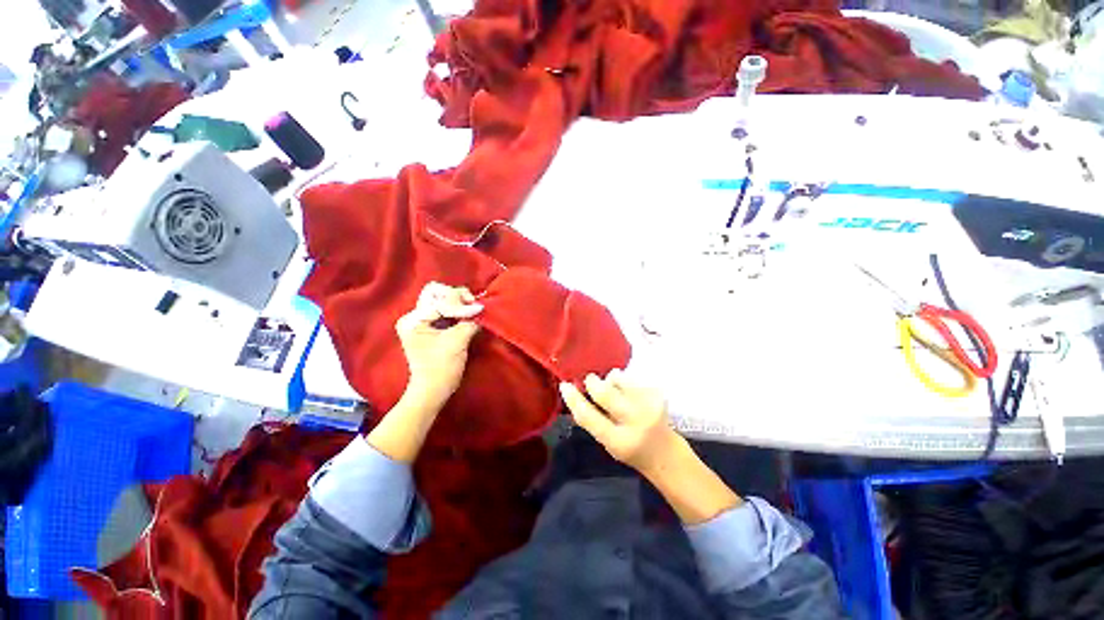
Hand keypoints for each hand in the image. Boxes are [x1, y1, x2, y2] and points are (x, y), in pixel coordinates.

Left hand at [396, 282, 482, 406]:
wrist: (433, 390)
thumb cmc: (442, 369)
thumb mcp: (457, 342)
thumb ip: (469, 322)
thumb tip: (481, 309)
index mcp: (413, 321)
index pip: (440, 302)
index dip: (461, 306)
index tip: (479, 310)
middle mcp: (413, 316)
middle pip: (436, 292)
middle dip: (456, 296)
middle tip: (472, 305)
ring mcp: (420, 320)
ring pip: (440, 297)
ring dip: (458, 301)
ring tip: (472, 310)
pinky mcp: (430, 325)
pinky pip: (444, 308)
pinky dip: (458, 308)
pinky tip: (468, 314)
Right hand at [559, 370, 684, 476]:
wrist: (666, 452)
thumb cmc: (631, 450)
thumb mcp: (607, 443)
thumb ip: (592, 421)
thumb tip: (575, 393)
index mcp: (619, 441)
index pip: (589, 417)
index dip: (574, 399)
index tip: (565, 385)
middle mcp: (635, 422)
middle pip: (606, 393)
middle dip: (593, 382)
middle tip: (589, 380)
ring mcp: (649, 406)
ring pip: (619, 379)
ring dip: (610, 380)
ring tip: (613, 388)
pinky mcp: (657, 394)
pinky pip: (632, 378)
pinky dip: (624, 382)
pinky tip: (628, 392)